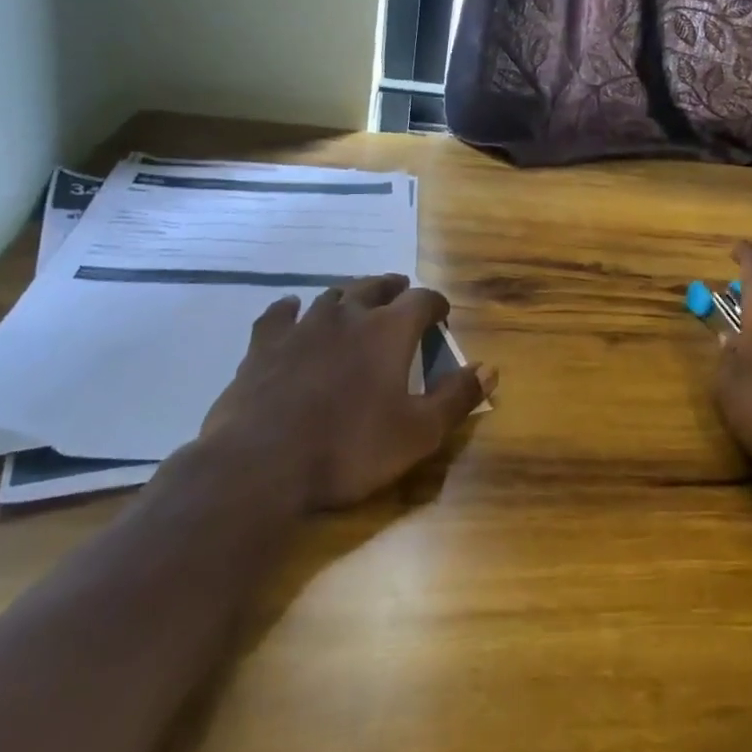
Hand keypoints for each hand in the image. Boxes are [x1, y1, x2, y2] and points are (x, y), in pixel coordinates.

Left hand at [196, 275, 495, 510]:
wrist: (261, 464)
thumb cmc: (349, 448)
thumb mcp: (418, 433)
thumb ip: (456, 397)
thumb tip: (490, 368)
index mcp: (389, 331)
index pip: (422, 300)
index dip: (436, 304)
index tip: (441, 315)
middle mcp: (348, 315)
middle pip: (375, 287)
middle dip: (393, 289)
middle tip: (401, 294)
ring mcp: (302, 326)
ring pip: (332, 295)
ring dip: (349, 296)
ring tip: (355, 302)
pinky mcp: (264, 345)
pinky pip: (279, 314)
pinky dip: (290, 309)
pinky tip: (291, 310)